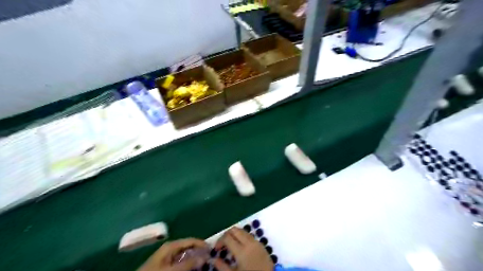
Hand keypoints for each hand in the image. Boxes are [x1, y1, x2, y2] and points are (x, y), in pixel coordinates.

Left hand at [138, 238, 209, 270]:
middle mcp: (171, 248)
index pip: (191, 240)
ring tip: (204, 265)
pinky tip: (193, 269)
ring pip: (186, 256)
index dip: (203, 244)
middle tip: (210, 259)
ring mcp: (168, 257)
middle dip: (200, 253)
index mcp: (172, 245)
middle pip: (189, 247)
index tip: (213, 250)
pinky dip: (188, 265)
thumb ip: (188, 263)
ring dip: (195, 260)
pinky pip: (181, 262)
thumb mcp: (171, 269)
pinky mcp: (166, 265)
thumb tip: (204, 256)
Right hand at [212, 229, 272, 270]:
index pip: (227, 237)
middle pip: (234, 230)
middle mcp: (249, 243)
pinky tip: (240, 247)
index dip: (219, 241)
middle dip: (226, 235)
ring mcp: (256, 242)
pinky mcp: (261, 244)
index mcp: (241, 251)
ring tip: (230, 245)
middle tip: (222, 245)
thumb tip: (213, 259)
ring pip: (242, 231)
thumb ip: (222, 266)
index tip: (216, 249)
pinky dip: (242, 237)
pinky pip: (249, 235)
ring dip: (234, 235)